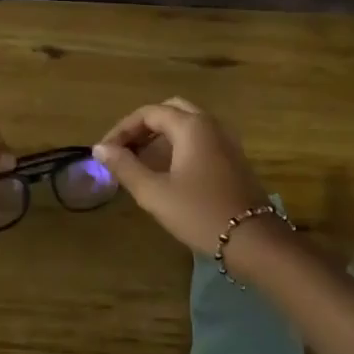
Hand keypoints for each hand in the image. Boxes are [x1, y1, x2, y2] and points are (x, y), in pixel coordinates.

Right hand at [93, 98, 270, 256]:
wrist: (253, 242)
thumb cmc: (199, 213)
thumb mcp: (155, 192)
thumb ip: (125, 167)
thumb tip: (100, 149)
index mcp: (191, 126)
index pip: (149, 113)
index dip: (122, 129)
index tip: (105, 152)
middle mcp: (211, 125)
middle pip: (170, 111)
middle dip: (143, 127)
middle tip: (123, 149)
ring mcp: (226, 142)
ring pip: (187, 125)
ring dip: (160, 136)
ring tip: (138, 160)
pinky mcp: (233, 160)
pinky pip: (200, 140)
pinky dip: (178, 145)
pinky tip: (166, 170)